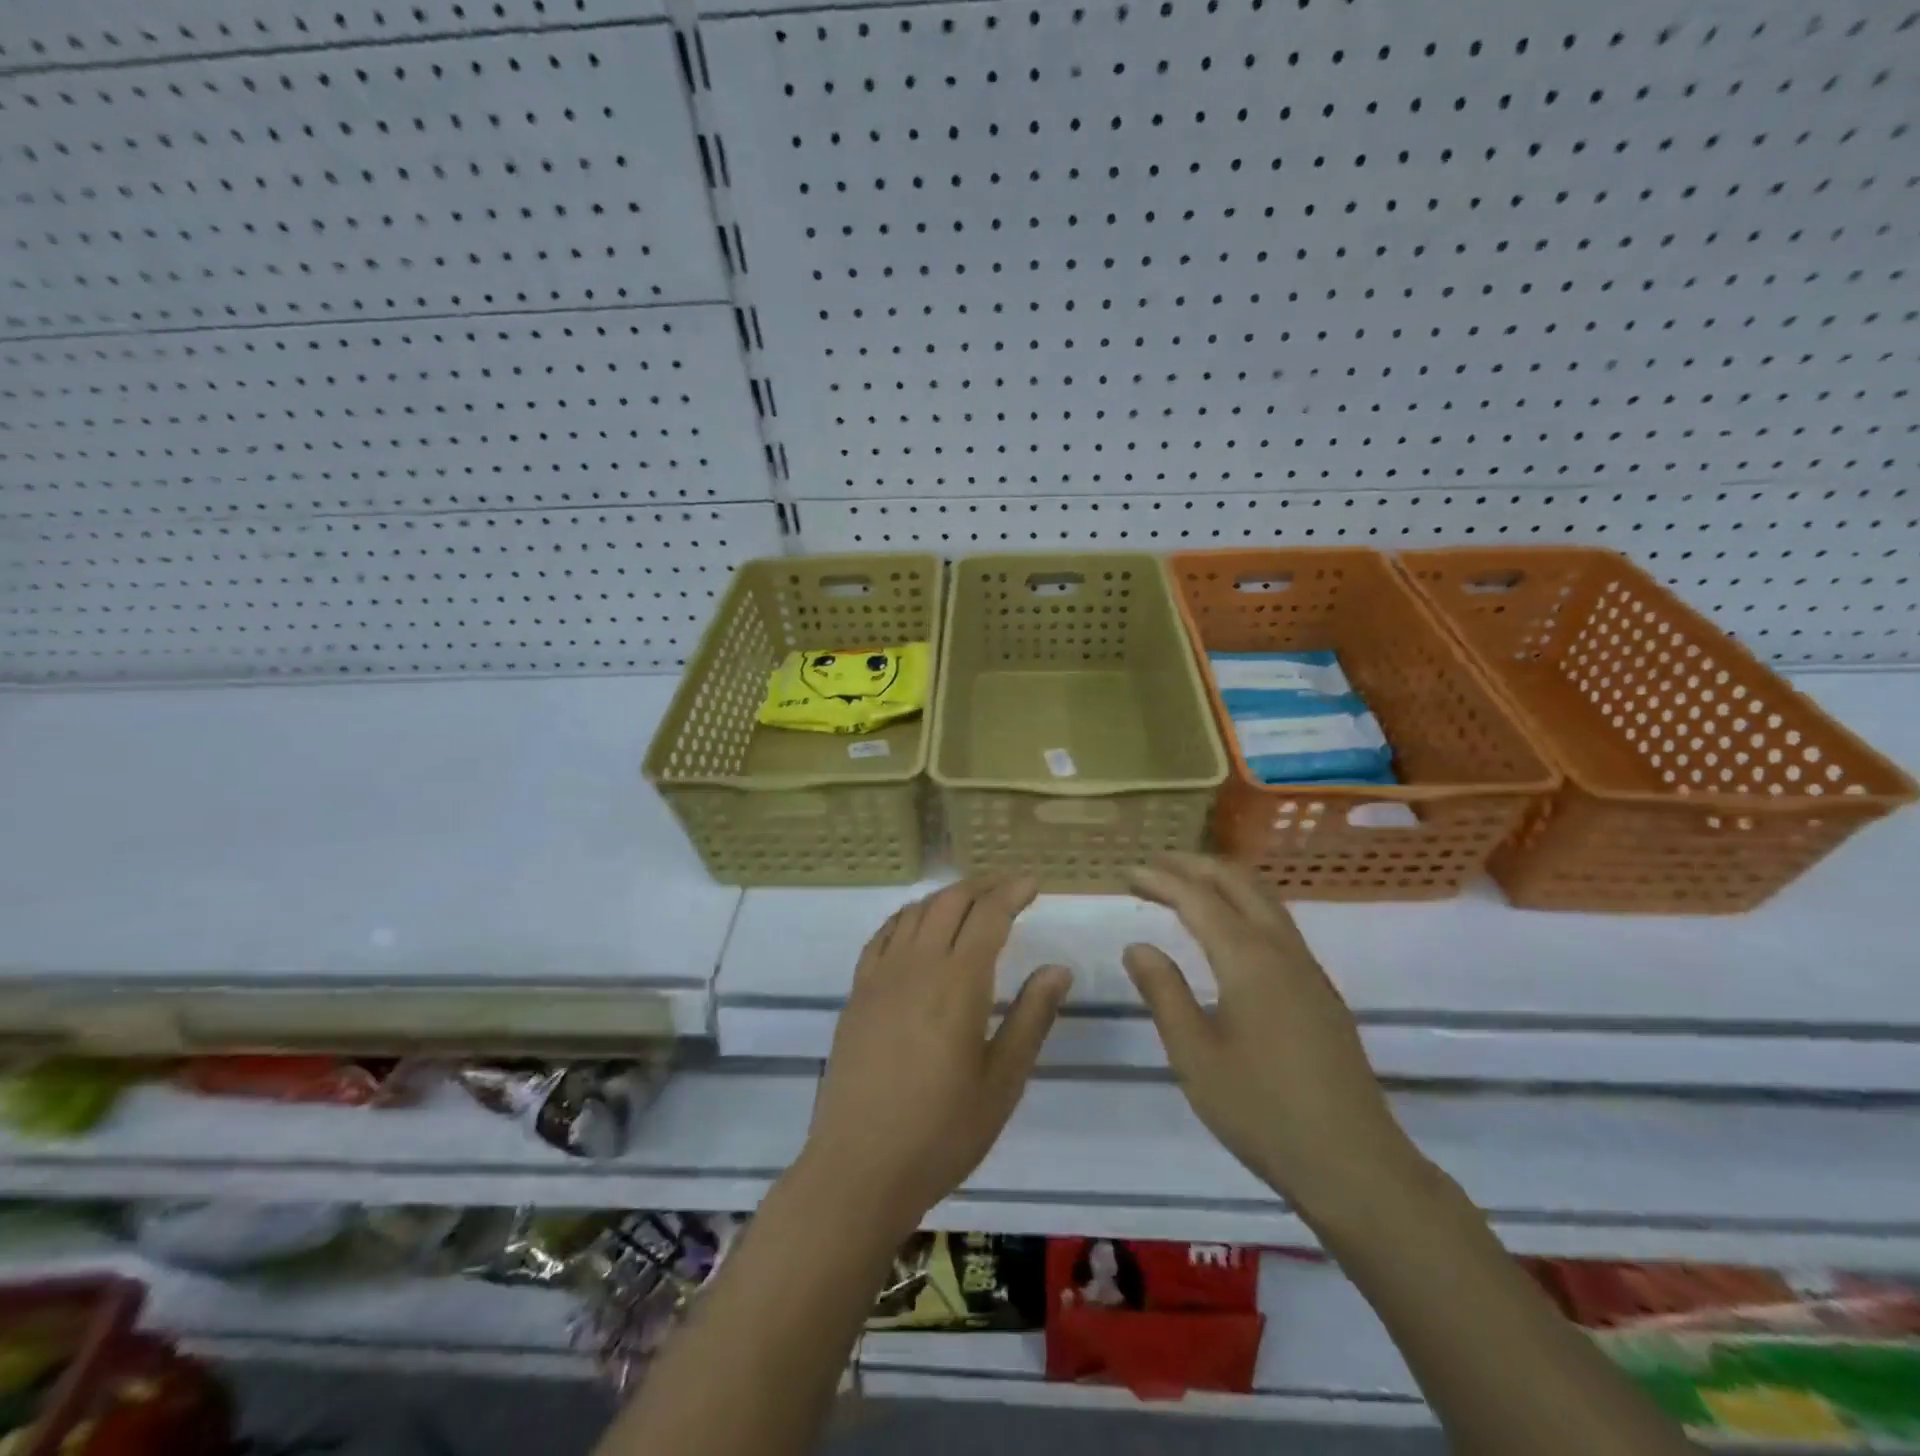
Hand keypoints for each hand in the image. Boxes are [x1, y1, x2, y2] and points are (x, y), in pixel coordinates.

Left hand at [800, 877, 1072, 1237]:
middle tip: (1008, 885)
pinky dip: (908, 916)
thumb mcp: (1002, 1082)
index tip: (1033, 882)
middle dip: (982, 885)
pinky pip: (883, 935)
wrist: (859, 1168)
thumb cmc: (942, 1132)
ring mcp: (880, 976)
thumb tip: (1056, 968)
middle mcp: (917, 965)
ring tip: (970, 899)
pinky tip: (917, 925)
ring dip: (946, 895)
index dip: (1012, 892)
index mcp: (958, 983)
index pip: (988, 915)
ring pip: (915, 912)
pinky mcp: (857, 993)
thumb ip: (1031, 1018)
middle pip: (950, 902)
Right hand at [1123, 854, 1421, 1221]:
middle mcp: (1282, 950)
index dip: (1162, 880)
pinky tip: (1229, 929)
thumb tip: (1138, 946)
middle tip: (1155, 865)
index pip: (1198, 899)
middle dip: (1194, 866)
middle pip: (1239, 883)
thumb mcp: (1195, 1055)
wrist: (1354, 1164)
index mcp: (1248, 959)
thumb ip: (1164, 993)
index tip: (1129, 872)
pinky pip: (1278, 923)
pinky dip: (1244, 904)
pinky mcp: (1320, 992)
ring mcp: (1308, 969)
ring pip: (1265, 899)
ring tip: (1187, 884)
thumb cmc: (1262, 1110)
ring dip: (1223, 881)